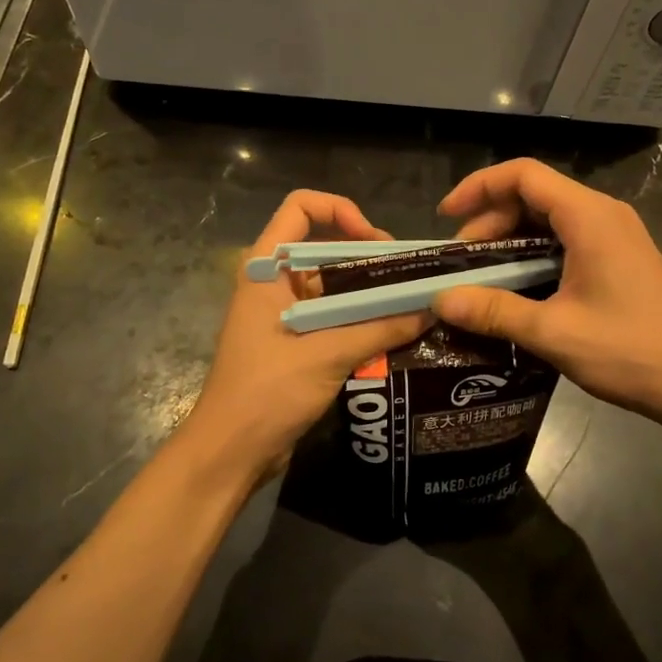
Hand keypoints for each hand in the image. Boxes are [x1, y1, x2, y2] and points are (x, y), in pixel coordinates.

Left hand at [186, 190, 429, 485]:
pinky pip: (333, 316)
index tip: (375, 242)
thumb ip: (380, 328)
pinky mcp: (295, 342)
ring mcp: (283, 313)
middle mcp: (274, 282)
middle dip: (368, 257)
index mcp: (267, 268)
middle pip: (324, 246)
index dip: (340, 211)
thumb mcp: (328, 354)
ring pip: (333, 285)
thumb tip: (431, 308)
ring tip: (411, 304)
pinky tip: (395, 333)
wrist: (230, 453)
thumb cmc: (267, 392)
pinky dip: (361, 319)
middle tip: (409, 277)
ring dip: (369, 292)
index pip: (300, 208)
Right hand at [432, 159, 661, 446]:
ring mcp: (615, 235)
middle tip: (462, 262)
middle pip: (534, 195)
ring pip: (549, 218)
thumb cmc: (630, 350)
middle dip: (490, 221)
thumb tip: (439, 301)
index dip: (478, 187)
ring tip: (482, 276)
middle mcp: (603, 214)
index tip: (446, 217)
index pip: (523, 175)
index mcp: (588, 216)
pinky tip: (518, 288)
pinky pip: (566, 239)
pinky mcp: (619, 258)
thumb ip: (493, 311)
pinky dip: (534, 253)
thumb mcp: (554, 332)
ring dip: (511, 240)